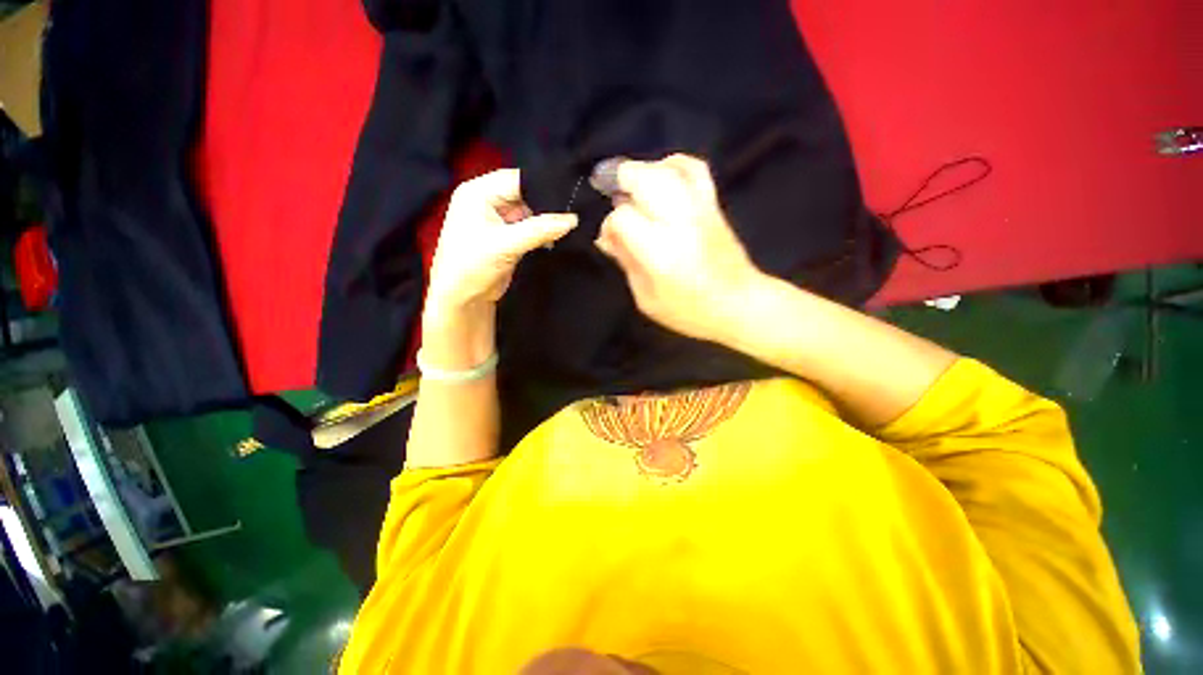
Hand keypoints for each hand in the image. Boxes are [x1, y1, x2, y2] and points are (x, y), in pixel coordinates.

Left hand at [426, 169, 577, 316]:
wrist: (463, 299)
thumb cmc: (472, 266)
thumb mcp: (506, 245)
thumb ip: (540, 230)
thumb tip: (573, 219)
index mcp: (478, 192)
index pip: (517, 179)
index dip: (544, 184)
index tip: (572, 192)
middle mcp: (487, 200)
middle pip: (525, 194)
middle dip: (548, 203)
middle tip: (577, 208)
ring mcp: (498, 219)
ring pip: (530, 212)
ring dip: (547, 220)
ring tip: (574, 222)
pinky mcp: (507, 236)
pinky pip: (530, 227)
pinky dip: (543, 232)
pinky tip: (561, 235)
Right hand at [594, 154, 764, 343]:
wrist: (741, 304)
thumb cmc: (689, 311)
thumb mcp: (647, 299)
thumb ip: (626, 263)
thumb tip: (606, 238)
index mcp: (660, 252)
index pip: (623, 217)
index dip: (610, 225)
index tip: (610, 239)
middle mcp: (679, 222)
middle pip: (644, 179)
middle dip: (620, 181)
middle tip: (610, 193)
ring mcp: (699, 209)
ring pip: (666, 169)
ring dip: (643, 171)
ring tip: (631, 185)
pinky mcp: (713, 205)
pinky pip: (694, 169)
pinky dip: (673, 164)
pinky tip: (661, 174)